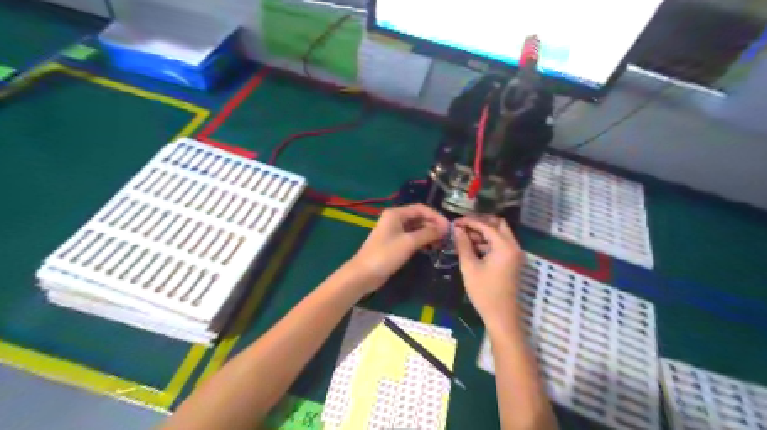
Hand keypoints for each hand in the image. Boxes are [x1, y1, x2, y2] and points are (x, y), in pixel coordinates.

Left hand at [348, 205, 449, 291]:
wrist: (364, 274)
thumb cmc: (385, 255)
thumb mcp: (409, 243)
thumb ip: (428, 233)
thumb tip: (445, 228)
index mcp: (396, 213)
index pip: (421, 208)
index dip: (436, 216)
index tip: (449, 227)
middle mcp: (395, 219)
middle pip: (419, 217)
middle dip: (433, 225)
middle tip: (447, 237)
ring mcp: (394, 231)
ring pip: (416, 228)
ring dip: (429, 234)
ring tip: (441, 243)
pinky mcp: (394, 243)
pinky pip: (411, 237)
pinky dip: (422, 241)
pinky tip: (431, 248)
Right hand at [454, 217, 527, 326]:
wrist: (501, 315)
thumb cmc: (484, 291)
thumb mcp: (469, 266)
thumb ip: (463, 245)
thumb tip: (457, 229)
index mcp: (504, 246)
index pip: (486, 226)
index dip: (470, 222)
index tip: (455, 222)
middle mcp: (513, 246)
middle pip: (498, 224)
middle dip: (480, 223)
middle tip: (463, 226)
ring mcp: (514, 254)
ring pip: (500, 234)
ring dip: (483, 232)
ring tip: (464, 237)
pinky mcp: (511, 261)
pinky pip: (500, 244)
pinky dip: (488, 242)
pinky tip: (472, 247)